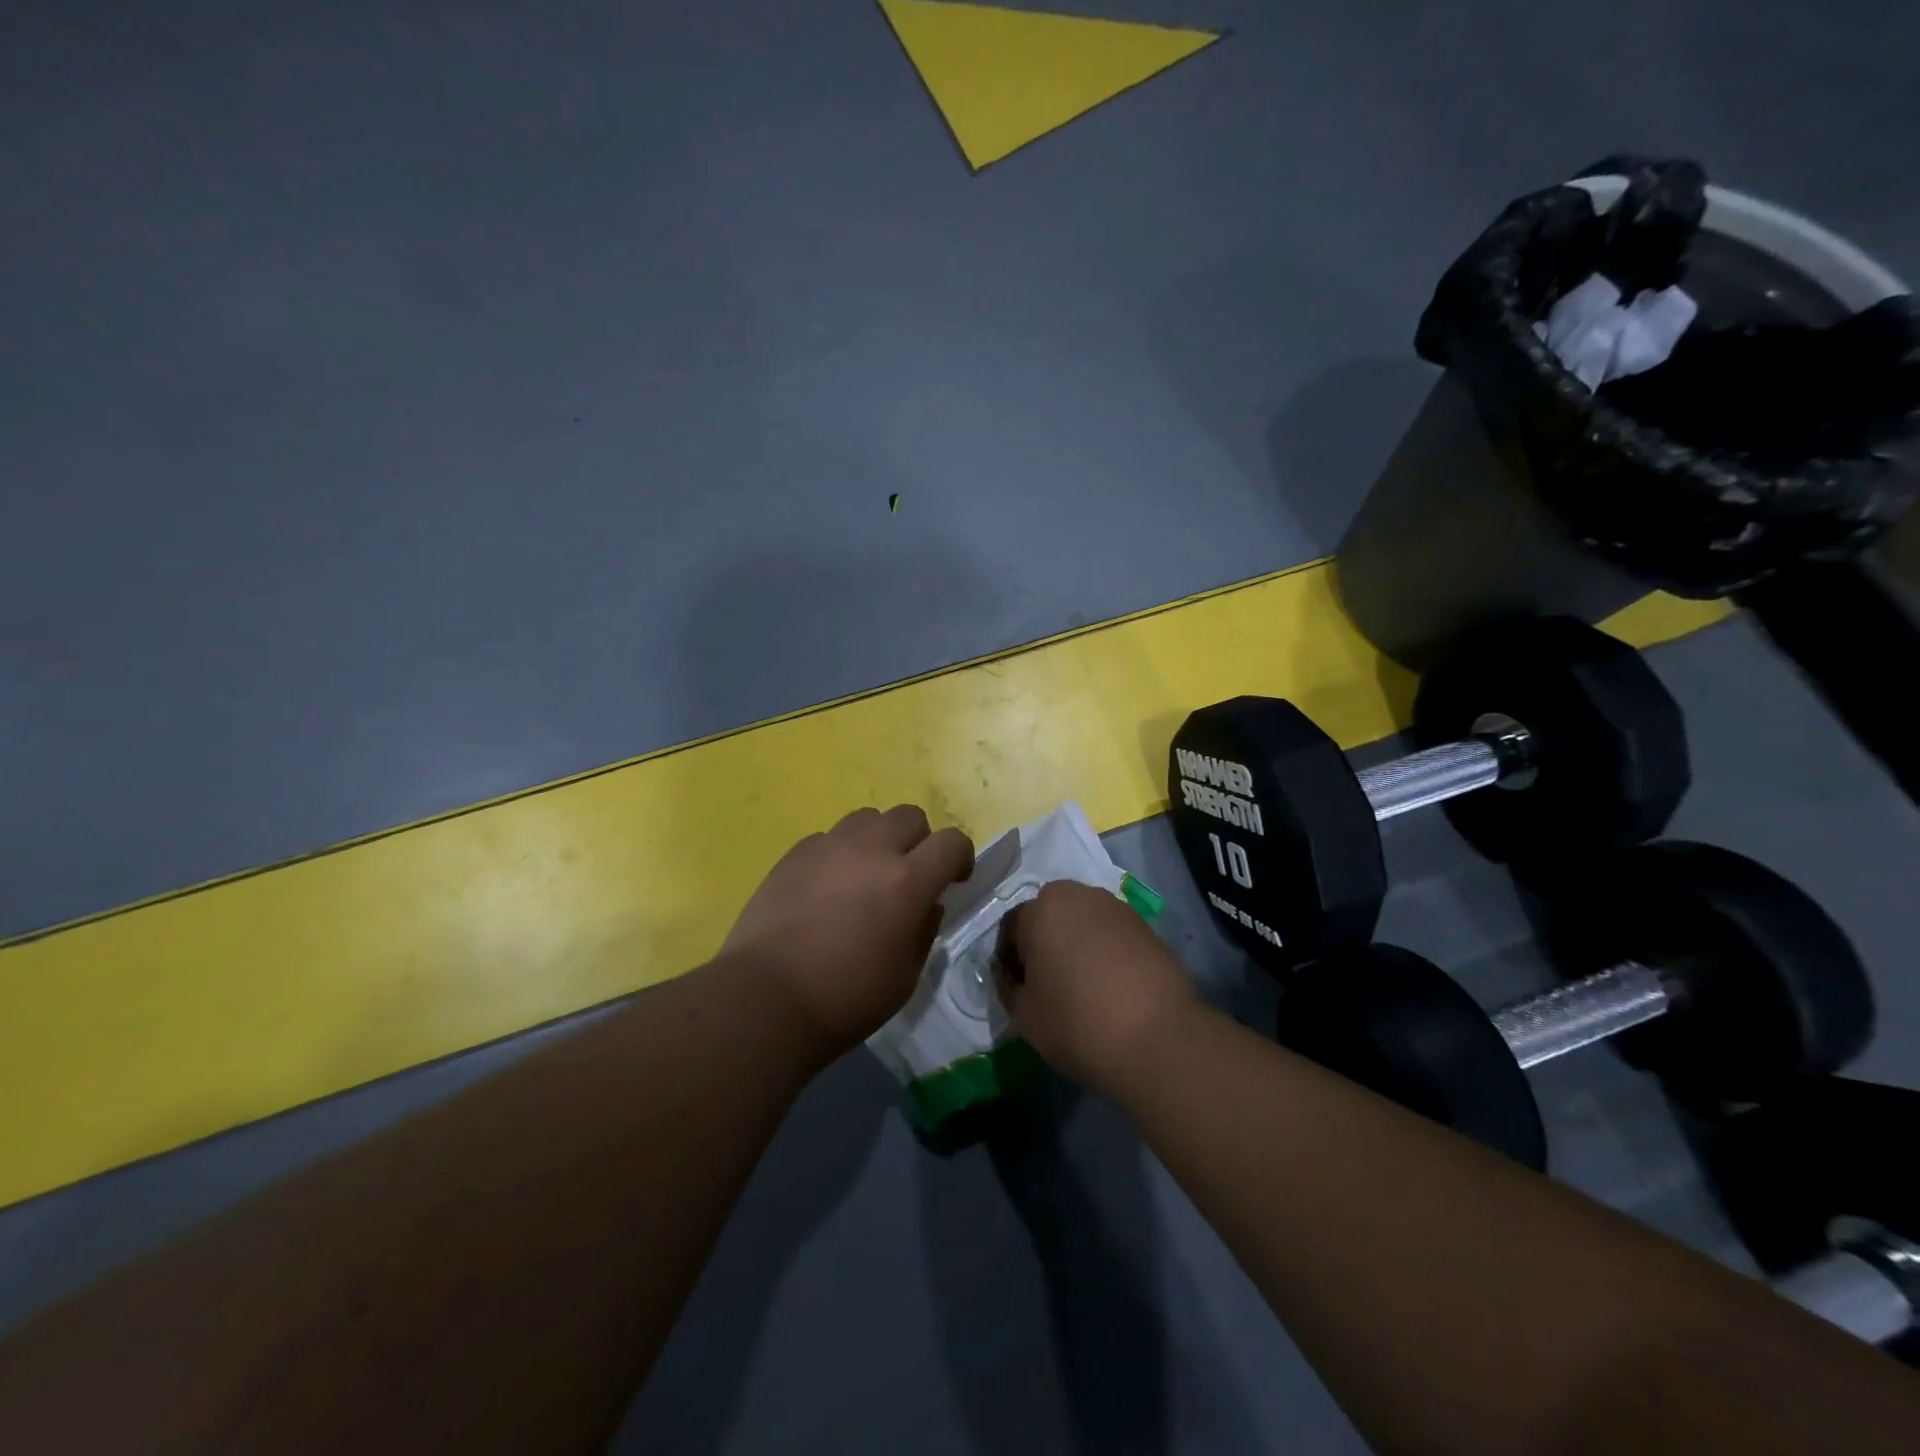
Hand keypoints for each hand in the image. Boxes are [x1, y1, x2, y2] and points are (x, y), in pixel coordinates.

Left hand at [721, 805, 973, 1052]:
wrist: (766, 999)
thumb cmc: (846, 999)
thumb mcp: (904, 977)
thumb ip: (924, 931)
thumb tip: (927, 905)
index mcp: (906, 881)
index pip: (951, 842)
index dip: (961, 856)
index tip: (954, 878)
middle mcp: (870, 850)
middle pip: (909, 816)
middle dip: (920, 841)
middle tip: (909, 874)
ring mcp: (828, 847)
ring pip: (867, 818)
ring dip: (879, 839)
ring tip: (867, 873)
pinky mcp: (794, 854)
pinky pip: (829, 837)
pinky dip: (840, 853)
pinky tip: (828, 886)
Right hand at [995, 880, 1198, 1094]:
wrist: (1159, 1040)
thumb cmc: (1077, 1023)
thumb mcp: (1024, 1014)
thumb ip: (1008, 986)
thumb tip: (1012, 975)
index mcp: (1042, 909)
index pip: (1012, 928)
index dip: (1009, 961)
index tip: (1016, 989)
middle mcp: (1079, 895)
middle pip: (1049, 916)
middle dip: (1043, 943)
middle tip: (1047, 984)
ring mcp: (1118, 908)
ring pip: (1082, 922)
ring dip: (1075, 944)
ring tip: (1081, 986)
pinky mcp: (1147, 927)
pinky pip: (1111, 934)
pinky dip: (1104, 952)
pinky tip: (1110, 987)